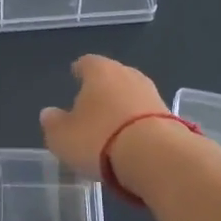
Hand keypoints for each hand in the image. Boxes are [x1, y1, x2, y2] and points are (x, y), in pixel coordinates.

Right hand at [38, 55, 170, 176]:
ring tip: (111, 129)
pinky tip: (132, 142)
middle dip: (103, 90)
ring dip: (123, 108)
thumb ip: (53, 123)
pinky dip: (138, 125)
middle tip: (91, 106)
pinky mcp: (171, 118)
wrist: (157, 157)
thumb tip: (49, 113)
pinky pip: (147, 117)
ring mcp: (153, 95)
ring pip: (132, 96)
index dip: (79, 70)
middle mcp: (128, 75)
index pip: (87, 62)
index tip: (75, 76)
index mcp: (100, 71)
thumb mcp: (63, 137)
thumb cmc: (100, 139)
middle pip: (112, 77)